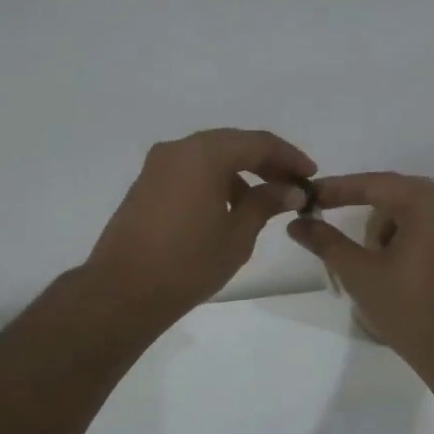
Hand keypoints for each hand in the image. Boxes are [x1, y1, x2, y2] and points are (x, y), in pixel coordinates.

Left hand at [84, 129, 315, 330]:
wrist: (123, 291)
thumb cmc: (188, 262)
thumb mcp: (238, 234)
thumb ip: (266, 202)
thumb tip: (290, 189)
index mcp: (204, 154)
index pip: (258, 142)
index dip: (289, 157)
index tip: (311, 175)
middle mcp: (179, 149)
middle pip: (232, 144)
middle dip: (265, 161)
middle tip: (292, 185)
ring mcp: (157, 165)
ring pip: (209, 156)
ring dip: (239, 171)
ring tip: (262, 202)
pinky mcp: (146, 184)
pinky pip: (189, 170)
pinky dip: (214, 180)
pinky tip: (227, 208)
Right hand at [287, 172, 433, 381]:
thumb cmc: (408, 310)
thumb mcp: (359, 274)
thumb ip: (326, 242)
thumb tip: (296, 222)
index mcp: (425, 204)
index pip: (373, 184)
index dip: (337, 188)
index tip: (307, 193)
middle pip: (392, 191)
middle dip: (359, 204)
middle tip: (325, 215)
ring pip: (408, 207)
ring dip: (383, 224)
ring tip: (368, 257)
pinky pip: (425, 221)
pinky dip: (402, 232)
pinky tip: (390, 261)